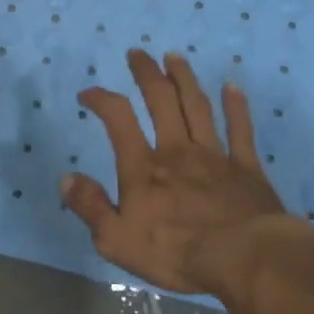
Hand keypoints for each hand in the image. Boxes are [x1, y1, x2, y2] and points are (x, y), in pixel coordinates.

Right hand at [61, 50, 302, 298]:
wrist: (247, 260)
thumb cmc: (177, 252)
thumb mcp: (116, 239)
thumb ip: (90, 206)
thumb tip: (66, 178)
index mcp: (143, 167)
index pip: (118, 119)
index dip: (100, 99)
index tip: (87, 94)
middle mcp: (177, 151)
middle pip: (161, 101)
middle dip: (146, 74)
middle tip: (138, 53)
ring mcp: (215, 157)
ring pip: (197, 107)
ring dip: (184, 79)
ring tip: (174, 57)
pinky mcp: (247, 170)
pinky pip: (241, 131)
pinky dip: (236, 107)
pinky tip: (232, 87)